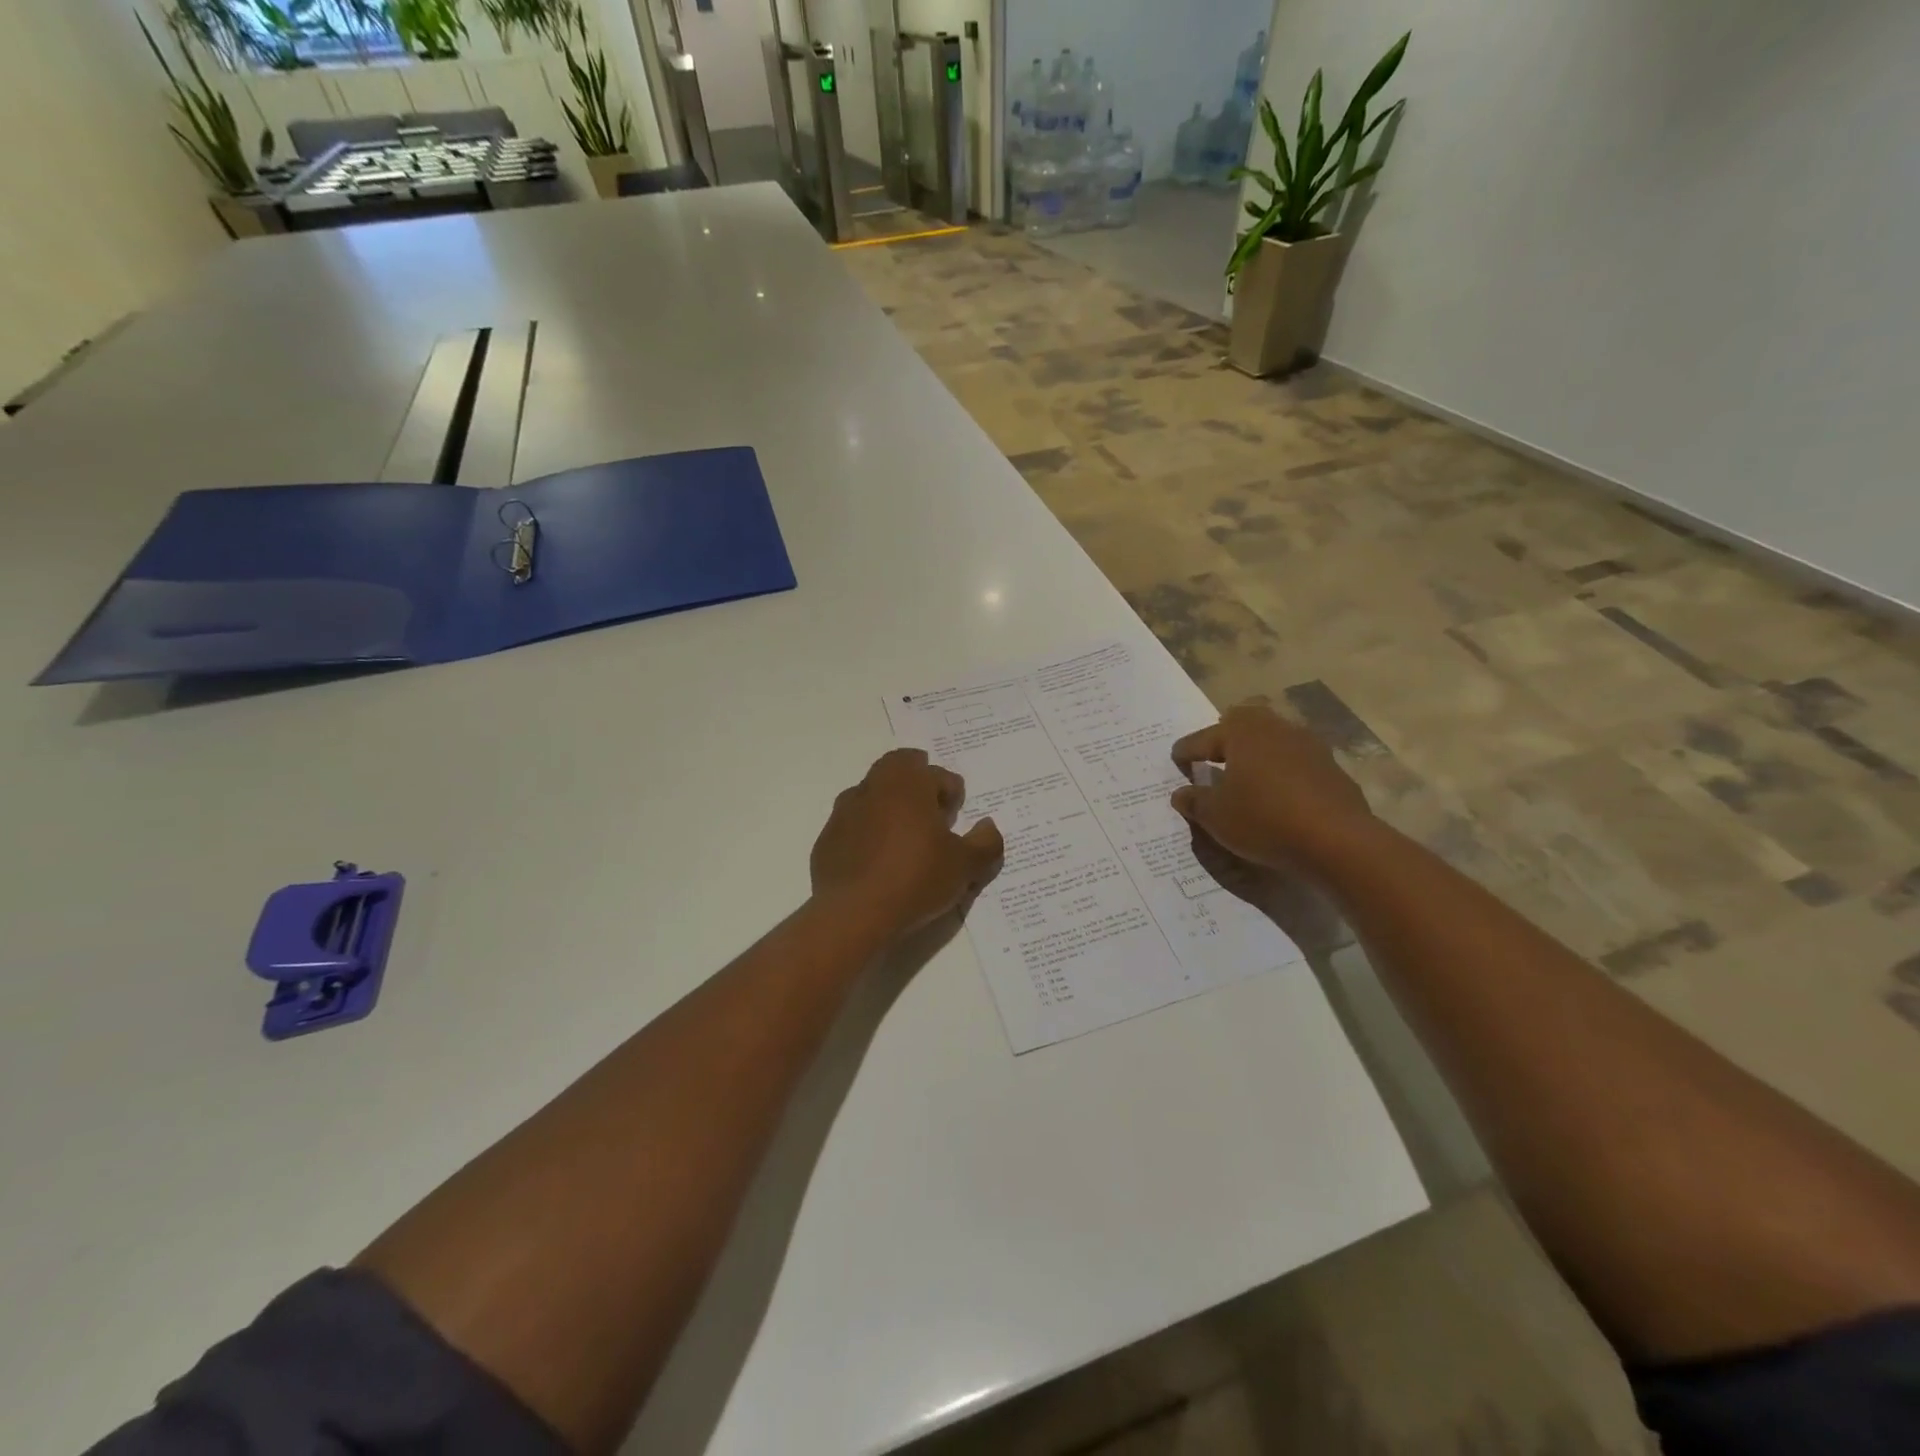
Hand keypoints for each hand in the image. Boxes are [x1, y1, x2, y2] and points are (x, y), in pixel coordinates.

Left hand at [810, 749, 1003, 940]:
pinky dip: (867, 835)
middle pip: (897, 770)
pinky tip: (878, 864)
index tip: (955, 817)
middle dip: (917, 786)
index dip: (951, 792)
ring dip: (889, 809)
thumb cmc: (916, 879)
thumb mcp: (965, 866)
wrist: (854, 914)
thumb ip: (985, 842)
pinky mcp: (827, 839)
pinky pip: (853, 826)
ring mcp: (844, 812)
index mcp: (908, 783)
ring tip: (904, 841)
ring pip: (872, 796)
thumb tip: (988, 826)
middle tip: (931, 817)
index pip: (936, 773)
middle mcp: (873, 787)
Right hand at [1170, 702, 1374, 871]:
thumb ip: (1195, 801)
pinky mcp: (1331, 768)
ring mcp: (1308, 745)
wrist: (1338, 841)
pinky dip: (1281, 771)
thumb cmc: (1264, 819)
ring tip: (1245, 776)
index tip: (1176, 760)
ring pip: (1273, 739)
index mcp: (1241, 732)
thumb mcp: (1216, 817)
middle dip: (1225, 737)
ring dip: (1257, 753)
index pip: (1203, 738)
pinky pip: (1295, 762)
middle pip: (1243, 723)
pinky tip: (1277, 794)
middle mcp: (1275, 728)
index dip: (1185, 751)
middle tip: (1212, 756)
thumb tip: (1181, 794)